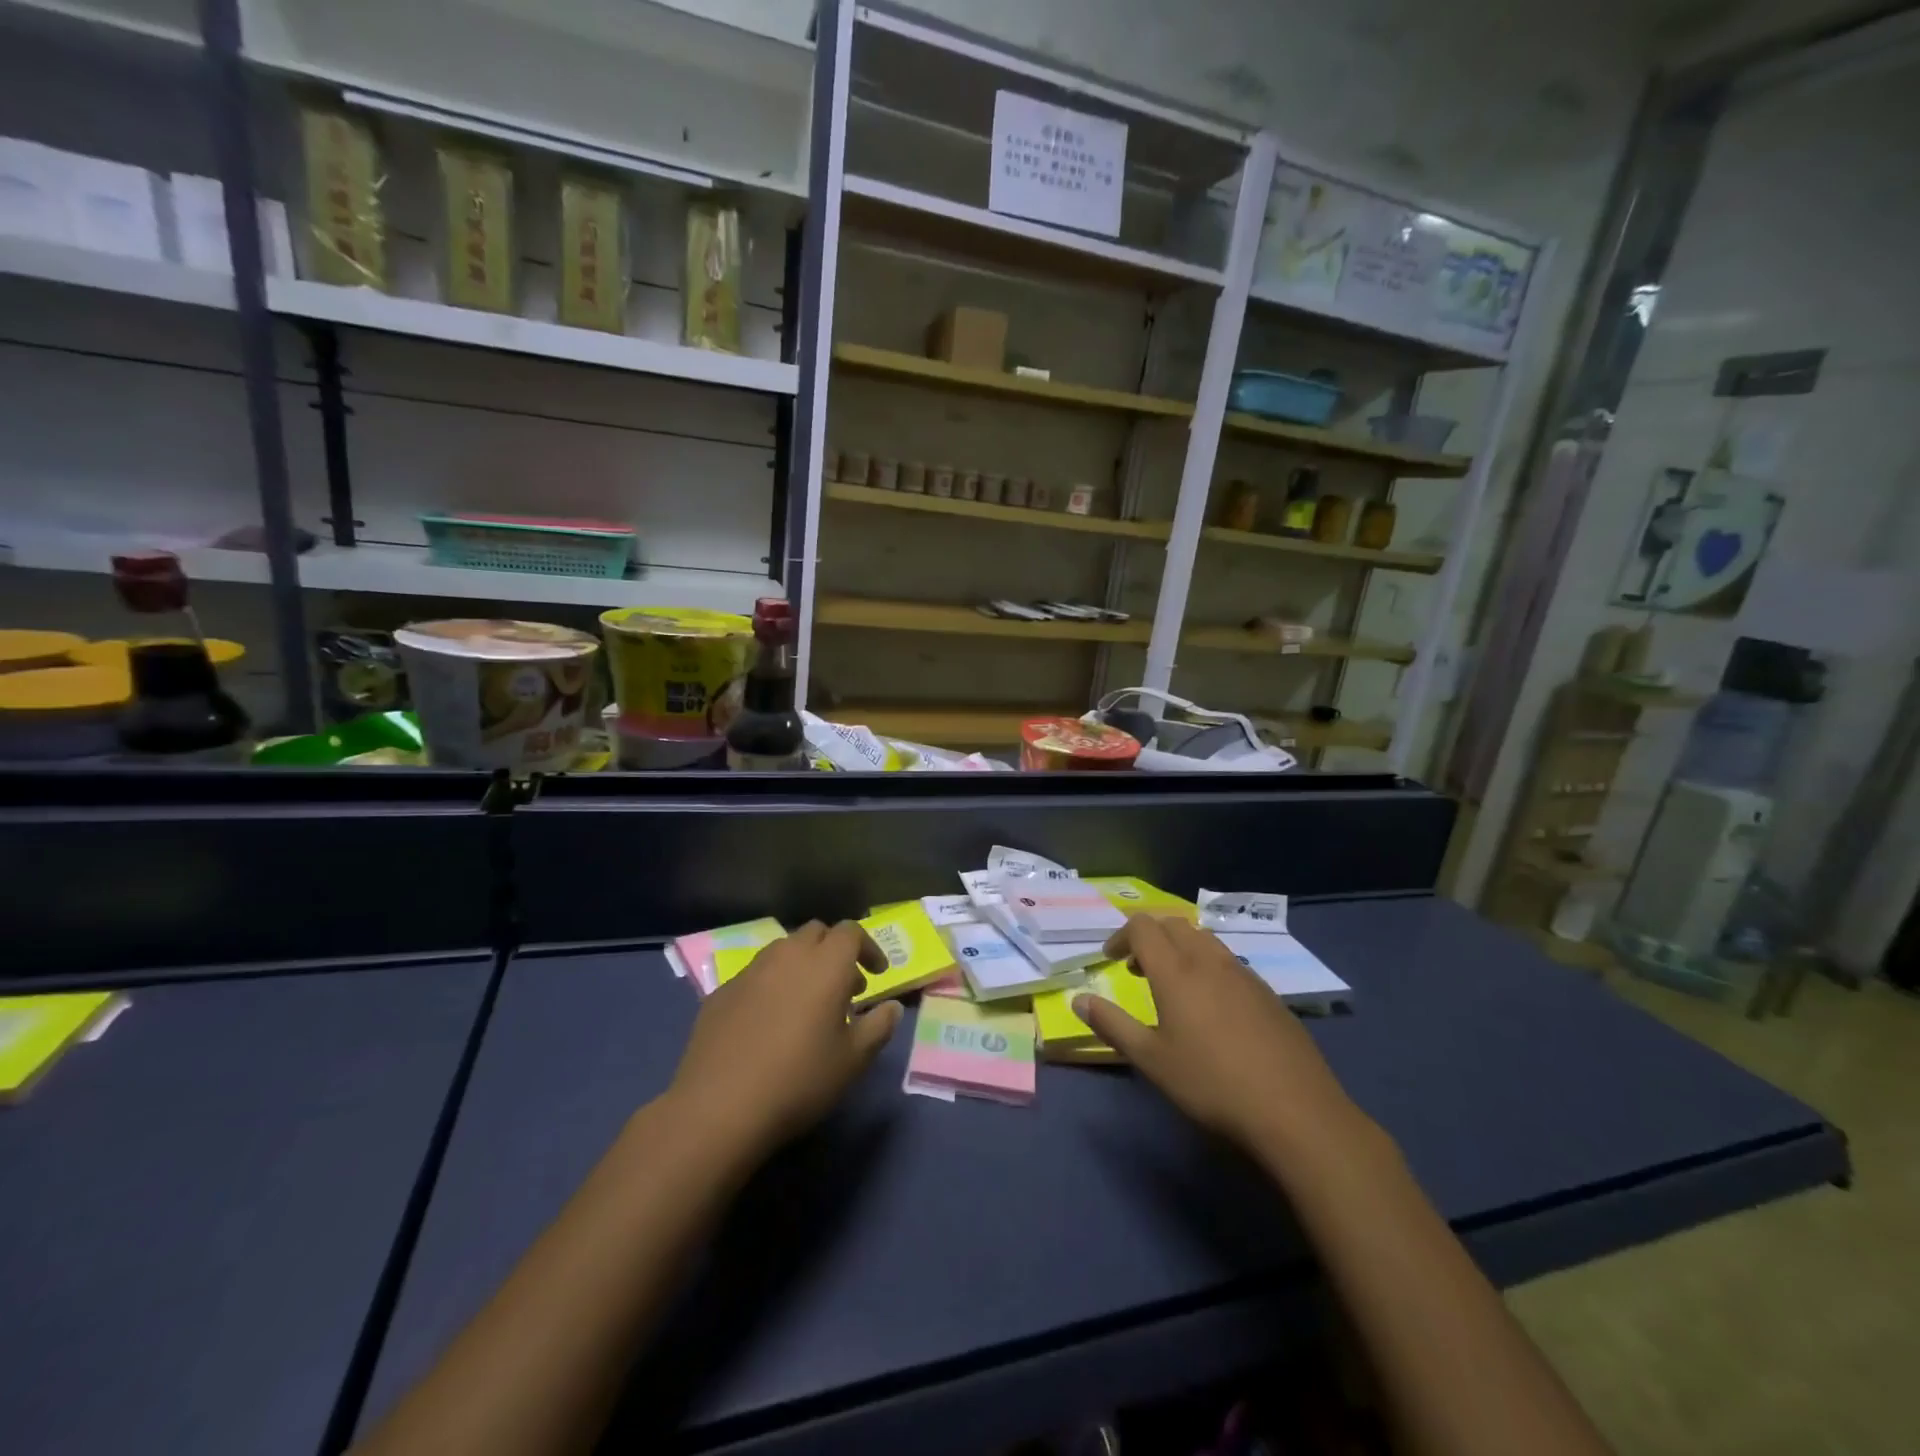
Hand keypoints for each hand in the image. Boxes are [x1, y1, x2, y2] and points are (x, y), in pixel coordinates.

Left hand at [668, 920, 903, 1162]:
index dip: (868, 948)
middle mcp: (787, 955)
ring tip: (807, 1004)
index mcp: (825, 964)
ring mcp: (750, 971)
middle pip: (816, 933)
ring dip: (802, 965)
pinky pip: (755, 975)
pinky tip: (769, 1023)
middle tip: (845, 987)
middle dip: (834, 951)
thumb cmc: (799, 1080)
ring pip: (783, 951)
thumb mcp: (853, 1060)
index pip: (851, 932)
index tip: (877, 975)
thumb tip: (891, 1008)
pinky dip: (772, 986)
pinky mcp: (721, 991)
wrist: (718, 1108)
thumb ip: (878, 1026)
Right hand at [1074, 915, 1361, 1156]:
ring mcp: (1243, 974)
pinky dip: (1207, 966)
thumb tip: (1077, 999)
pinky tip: (1212, 1007)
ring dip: (1179, 948)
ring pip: (1204, 939)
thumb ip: (1112, 1025)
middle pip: (1173, 924)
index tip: (1109, 960)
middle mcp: (1209, 961)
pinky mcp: (1268, 994)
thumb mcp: (1151, 1060)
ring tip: (1172, 985)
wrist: (1295, 1111)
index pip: (1142, 926)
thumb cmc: (1212, 1084)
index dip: (1120, 935)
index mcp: (1176, 971)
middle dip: (1149, 937)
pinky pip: (1228, 962)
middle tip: (1136, 969)